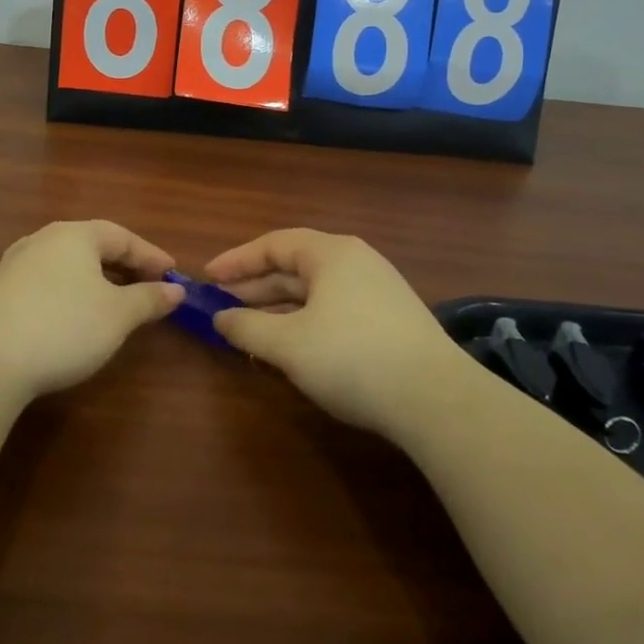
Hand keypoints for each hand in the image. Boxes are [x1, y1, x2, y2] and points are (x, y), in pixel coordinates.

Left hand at [0, 220, 183, 402]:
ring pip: (65, 265)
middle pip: (91, 246)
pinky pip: (44, 283)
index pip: (122, 236)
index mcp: (74, 235)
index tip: (172, 274)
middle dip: (122, 266)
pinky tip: (70, 316)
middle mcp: (42, 240)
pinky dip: (67, 293)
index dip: (150, 255)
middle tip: (147, 286)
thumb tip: (175, 289)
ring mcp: (14, 265)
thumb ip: (148, 299)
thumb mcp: (117, 316)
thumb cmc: (64, 327)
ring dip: (93, 279)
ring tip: (112, 301)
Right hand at [206, 229, 455, 434]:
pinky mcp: (390, 321)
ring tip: (248, 327)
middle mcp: (356, 263)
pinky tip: (290, 346)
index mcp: (332, 254)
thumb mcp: (287, 343)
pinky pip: (333, 310)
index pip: (274, 244)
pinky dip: (303, 321)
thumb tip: (220, 317)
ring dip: (278, 307)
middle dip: (255, 286)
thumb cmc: (352, 358)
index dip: (236, 260)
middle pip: (294, 266)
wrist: (436, 399)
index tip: (207, 278)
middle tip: (221, 306)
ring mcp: (377, 291)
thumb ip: (246, 326)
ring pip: (314, 292)